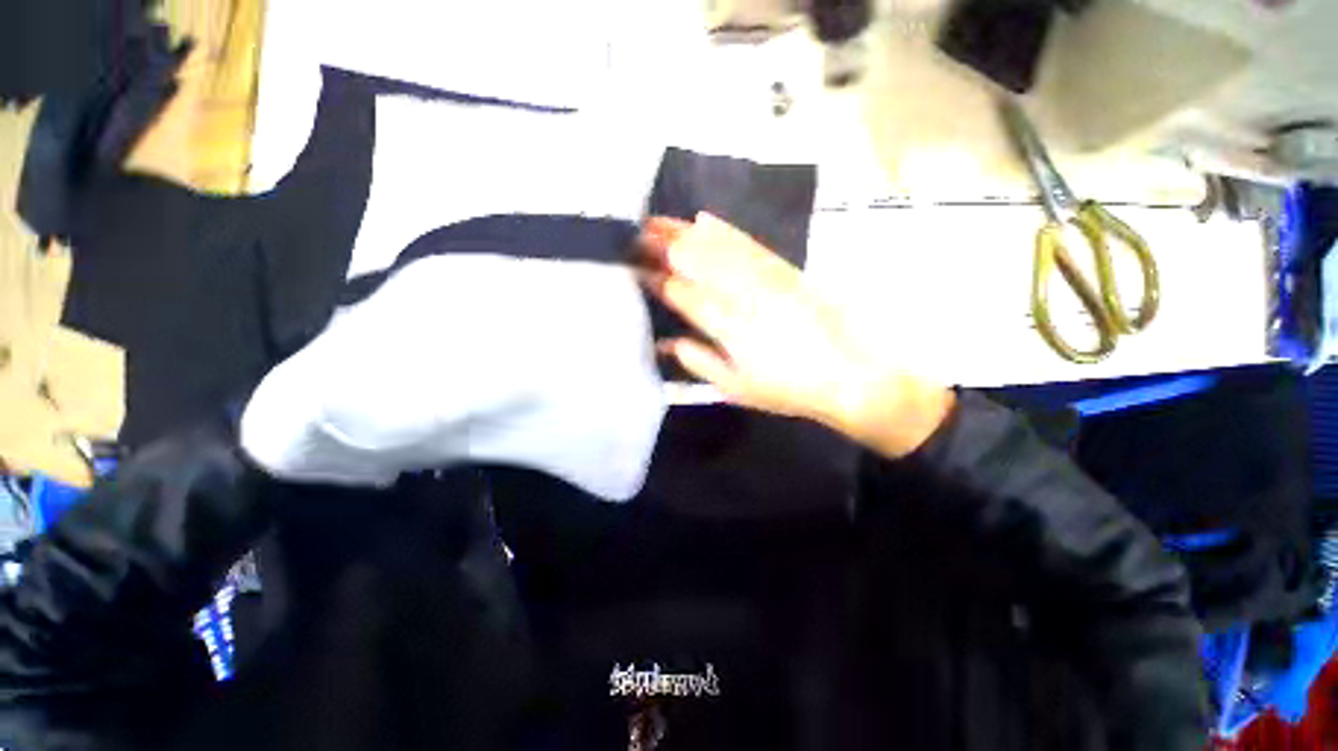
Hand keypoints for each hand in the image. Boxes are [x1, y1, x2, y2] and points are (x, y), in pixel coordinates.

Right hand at [637, 213, 954, 457]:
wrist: (847, 375)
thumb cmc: (786, 388)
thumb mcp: (736, 388)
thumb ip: (698, 362)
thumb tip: (667, 342)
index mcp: (727, 327)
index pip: (682, 294)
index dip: (656, 279)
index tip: (634, 268)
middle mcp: (741, 295)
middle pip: (696, 262)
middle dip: (662, 245)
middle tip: (635, 233)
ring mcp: (764, 278)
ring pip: (718, 247)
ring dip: (684, 232)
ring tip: (658, 220)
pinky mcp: (784, 269)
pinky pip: (748, 243)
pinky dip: (723, 229)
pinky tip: (704, 218)